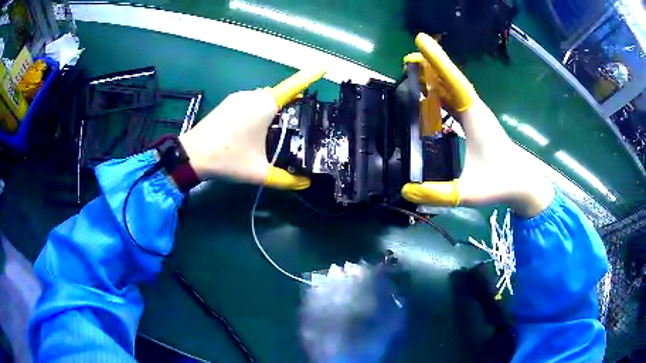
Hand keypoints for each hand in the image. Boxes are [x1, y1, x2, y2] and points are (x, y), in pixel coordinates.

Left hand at [179, 69, 324, 189]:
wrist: (191, 155)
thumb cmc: (227, 159)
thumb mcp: (259, 172)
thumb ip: (285, 179)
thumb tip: (305, 183)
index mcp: (264, 105)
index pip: (293, 86)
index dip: (310, 76)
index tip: (325, 67)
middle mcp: (253, 95)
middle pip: (280, 93)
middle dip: (292, 102)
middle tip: (300, 121)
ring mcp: (238, 98)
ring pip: (264, 98)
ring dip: (274, 108)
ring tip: (277, 130)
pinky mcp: (228, 103)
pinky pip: (251, 101)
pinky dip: (260, 109)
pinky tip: (256, 129)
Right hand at [401, 34, 553, 216]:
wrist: (523, 184)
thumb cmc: (500, 184)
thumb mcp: (469, 192)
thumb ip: (439, 193)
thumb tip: (406, 191)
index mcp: (475, 118)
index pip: (454, 82)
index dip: (437, 61)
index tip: (420, 42)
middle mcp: (475, 110)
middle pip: (451, 79)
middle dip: (430, 66)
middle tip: (406, 59)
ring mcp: (476, 115)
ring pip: (452, 88)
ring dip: (434, 78)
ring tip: (412, 72)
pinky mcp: (476, 122)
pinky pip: (455, 100)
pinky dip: (440, 94)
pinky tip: (429, 96)